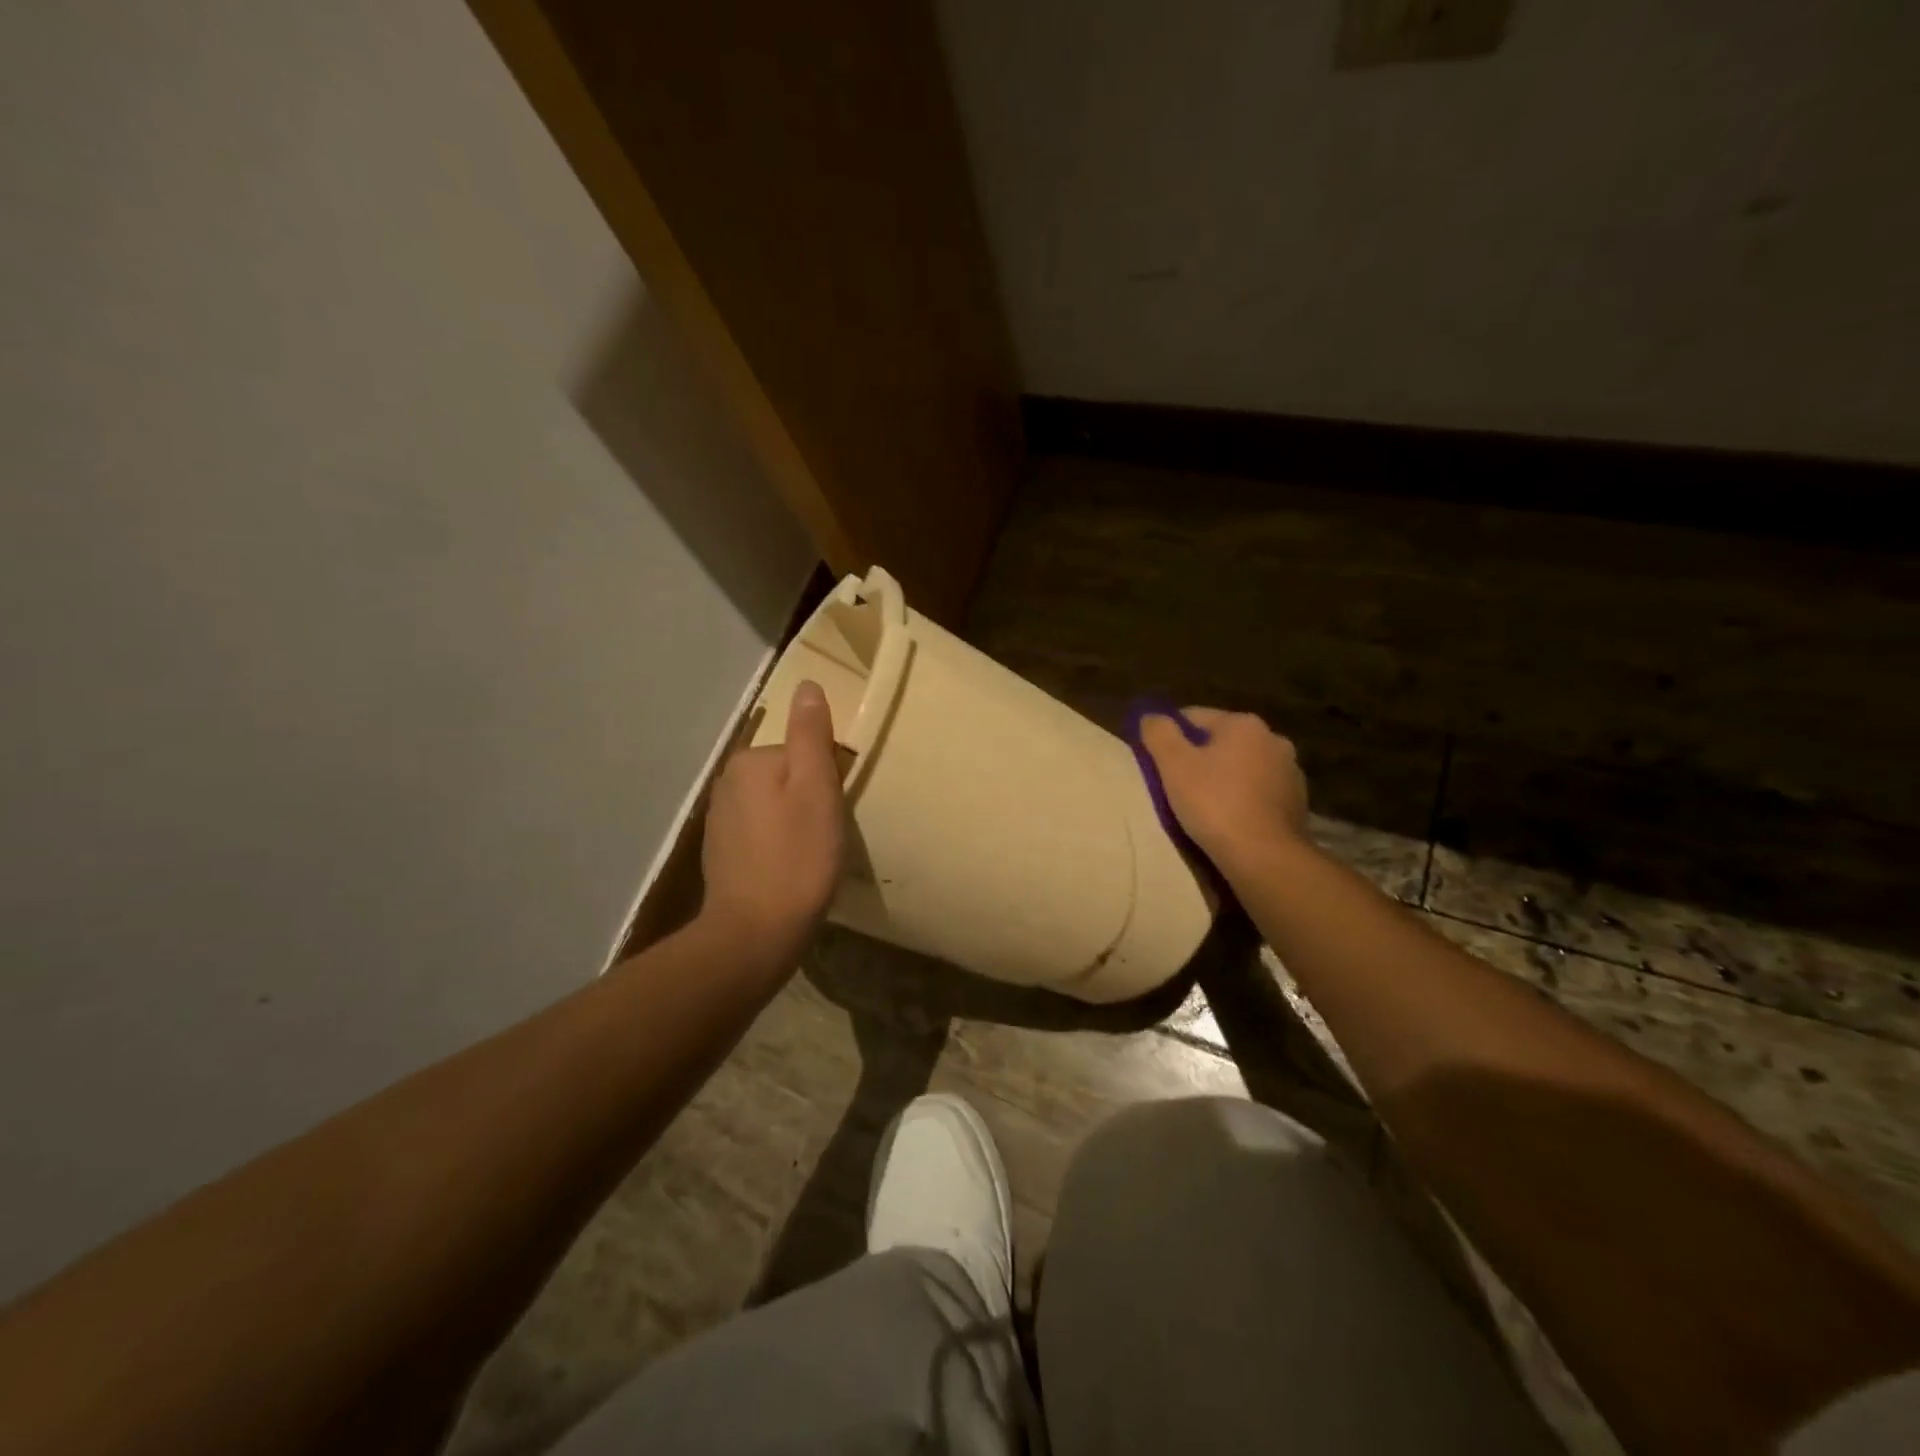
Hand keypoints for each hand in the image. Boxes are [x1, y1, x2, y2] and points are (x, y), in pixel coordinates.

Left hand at [700, 681, 846, 952]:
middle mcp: (727, 782)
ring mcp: (720, 819)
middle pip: (785, 775)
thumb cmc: (797, 857)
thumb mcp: (817, 789)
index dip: (826, 778)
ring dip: (793, 820)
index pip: (801, 752)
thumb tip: (807, 686)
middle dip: (809, 797)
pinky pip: (760, 831)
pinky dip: (777, 842)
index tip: (836, 810)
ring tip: (812, 854)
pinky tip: (789, 867)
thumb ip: (811, 736)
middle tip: (827, 833)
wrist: (755, 933)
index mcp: (750, 761)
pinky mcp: (721, 852)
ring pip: (773, 804)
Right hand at [1141, 707, 1309, 870]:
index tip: (1159, 763)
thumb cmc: (1214, 804)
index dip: (1171, 737)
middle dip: (1200, 758)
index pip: (1194, 717)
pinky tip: (1231, 819)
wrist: (1264, 856)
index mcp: (1243, 724)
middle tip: (1179, 786)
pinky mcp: (1298, 801)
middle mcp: (1273, 738)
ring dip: (1224, 778)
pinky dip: (1244, 798)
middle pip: (1221, 741)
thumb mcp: (1173, 764)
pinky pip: (1260, 791)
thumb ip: (1159, 732)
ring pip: (1243, 766)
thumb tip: (1152, 716)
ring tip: (1205, 806)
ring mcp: (1290, 771)